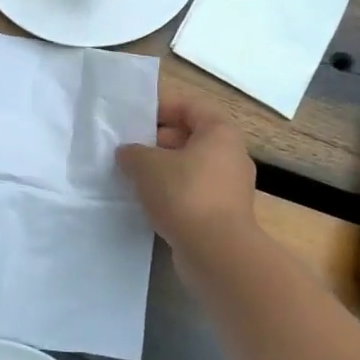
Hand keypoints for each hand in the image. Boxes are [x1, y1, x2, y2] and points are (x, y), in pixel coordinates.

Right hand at [116, 92, 256, 248]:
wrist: (216, 253)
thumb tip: (128, 153)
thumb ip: (133, 153)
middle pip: (191, 136)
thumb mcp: (147, 165)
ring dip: (164, 169)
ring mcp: (230, 187)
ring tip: (133, 175)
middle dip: (158, 140)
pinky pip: (194, 192)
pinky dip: (173, 192)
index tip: (134, 116)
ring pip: (191, 167)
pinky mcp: (224, 214)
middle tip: (129, 148)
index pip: (190, 106)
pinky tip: (148, 202)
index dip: (162, 106)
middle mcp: (231, 155)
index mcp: (220, 132)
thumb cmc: (185, 194)